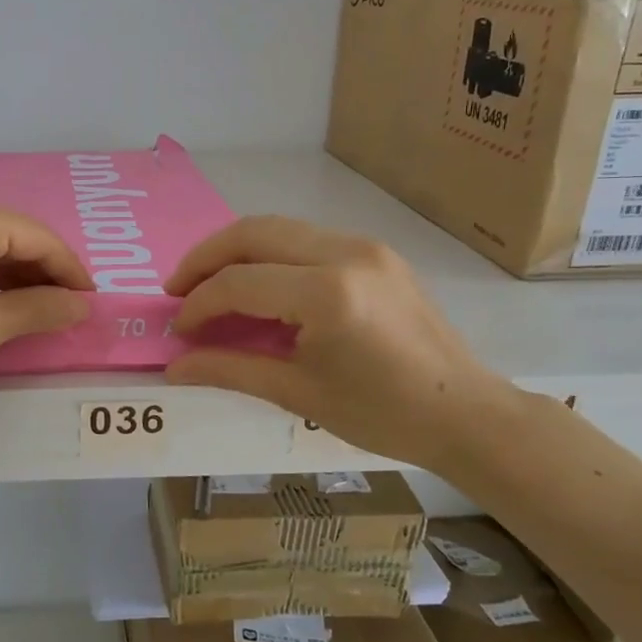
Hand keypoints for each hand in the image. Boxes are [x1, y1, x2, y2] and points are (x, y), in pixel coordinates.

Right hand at [164, 216, 520, 472]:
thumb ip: (230, 370)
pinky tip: (257, 283)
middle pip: (252, 233)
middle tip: (177, 288)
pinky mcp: (375, 251)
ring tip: (208, 283)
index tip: (178, 329)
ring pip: (277, 228)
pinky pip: (305, 238)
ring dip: (235, 250)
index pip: (239, 283)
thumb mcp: (299, 393)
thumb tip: (174, 367)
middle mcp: (345, 253)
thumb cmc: (383, 414)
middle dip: (205, 258)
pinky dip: (269, 253)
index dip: (198, 304)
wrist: (466, 413)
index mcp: (327, 294)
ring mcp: (364, 246)